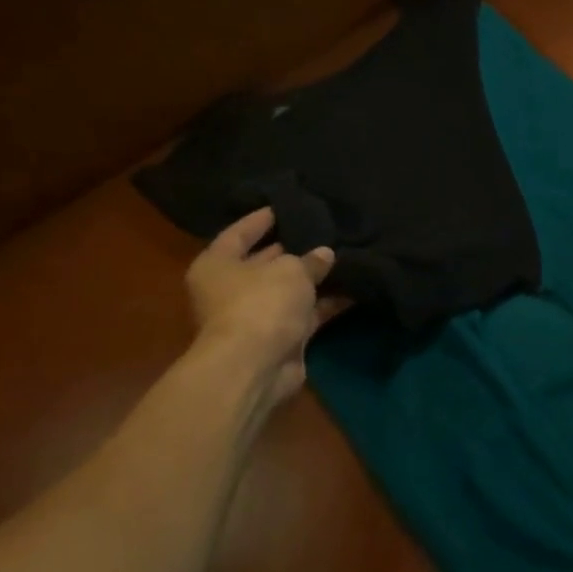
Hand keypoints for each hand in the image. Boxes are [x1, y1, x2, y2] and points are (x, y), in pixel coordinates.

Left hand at [185, 208, 344, 405]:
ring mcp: (256, 315)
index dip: (262, 219)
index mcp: (217, 265)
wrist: (256, 365)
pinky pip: (307, 313)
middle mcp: (231, 289)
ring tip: (346, 255)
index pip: (239, 233)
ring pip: (290, 289)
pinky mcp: (281, 337)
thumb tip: (324, 254)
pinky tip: (355, 287)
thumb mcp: (290, 270)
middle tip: (324, 230)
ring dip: (315, 278)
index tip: (287, 205)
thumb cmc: (260, 303)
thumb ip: (310, 259)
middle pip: (265, 262)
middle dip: (294, 249)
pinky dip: (327, 303)